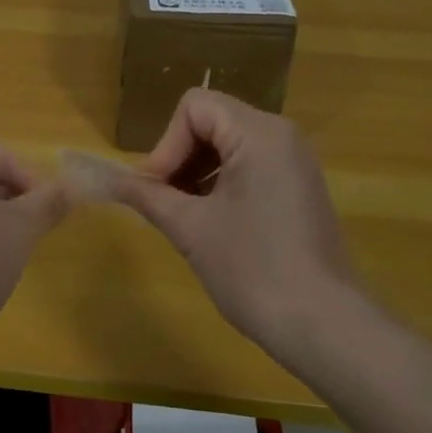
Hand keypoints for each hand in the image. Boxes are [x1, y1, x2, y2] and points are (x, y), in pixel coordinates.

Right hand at [113, 89, 368, 364]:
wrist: (325, 325)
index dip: (166, 144)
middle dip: (179, 158)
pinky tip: (212, 225)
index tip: (157, 190)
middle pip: (211, 121)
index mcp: (259, 134)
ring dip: (197, 173)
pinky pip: (249, 167)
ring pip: (229, 145)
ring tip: (185, 217)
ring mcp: (295, 163)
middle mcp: (282, 136)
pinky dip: (221, 185)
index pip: (194, 107)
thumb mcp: (190, 229)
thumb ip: (147, 195)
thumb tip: (107, 179)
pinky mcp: (299, 189)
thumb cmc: (253, 269)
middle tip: (164, 204)